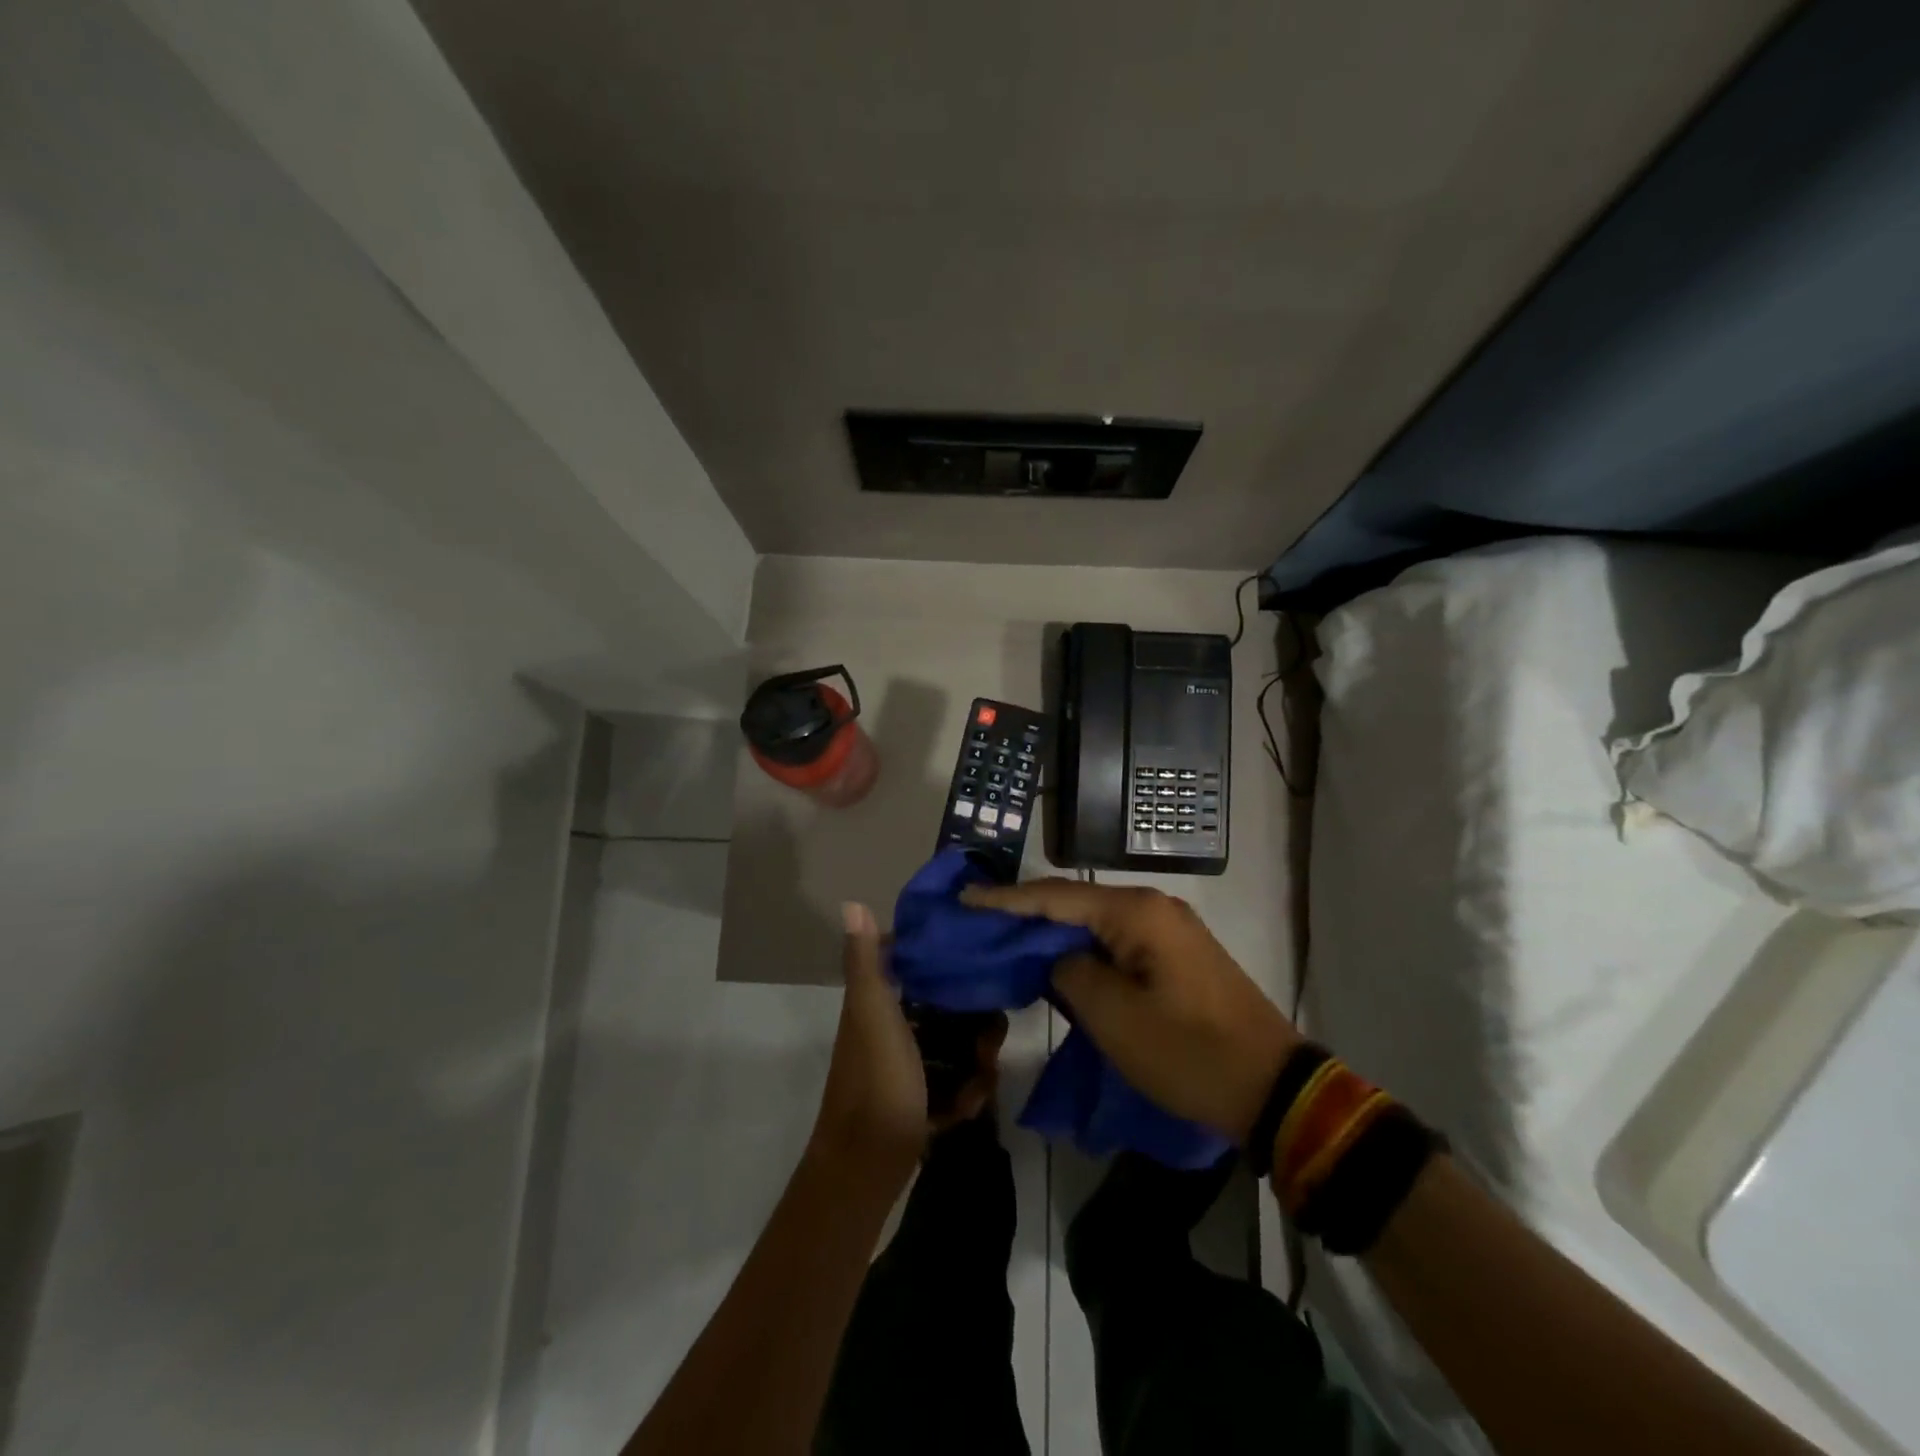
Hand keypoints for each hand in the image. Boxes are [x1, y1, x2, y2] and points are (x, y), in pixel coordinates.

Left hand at [809, 903, 1003, 1184]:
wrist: (866, 1171)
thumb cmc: (877, 1083)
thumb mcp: (874, 1015)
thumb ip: (867, 963)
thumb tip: (852, 903)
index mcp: (873, 1006)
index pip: (907, 965)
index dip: (938, 959)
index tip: (972, 957)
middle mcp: (886, 1033)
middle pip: (938, 1011)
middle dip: (970, 1022)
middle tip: (994, 1032)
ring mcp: (901, 1072)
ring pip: (949, 1050)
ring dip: (973, 1062)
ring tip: (986, 1074)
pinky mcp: (915, 1106)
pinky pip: (950, 1087)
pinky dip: (963, 1095)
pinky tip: (969, 1107)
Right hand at [961, 879, 1299, 1141]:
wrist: (1274, 1088)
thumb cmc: (1188, 1053)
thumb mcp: (1115, 1019)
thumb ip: (1070, 973)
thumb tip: (1058, 958)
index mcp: (1137, 913)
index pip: (1055, 897)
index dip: (1005, 899)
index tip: (964, 898)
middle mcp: (1153, 907)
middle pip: (1074, 902)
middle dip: (1026, 912)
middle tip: (978, 921)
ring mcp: (1169, 929)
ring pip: (1095, 922)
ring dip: (1054, 931)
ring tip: (1007, 938)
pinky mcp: (1176, 954)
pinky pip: (1117, 940)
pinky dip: (1083, 948)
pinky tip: (1056, 959)